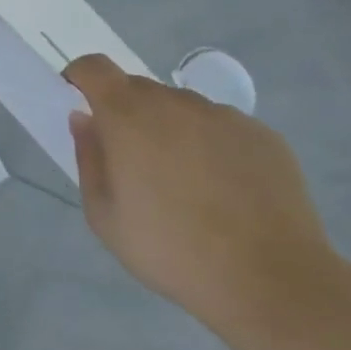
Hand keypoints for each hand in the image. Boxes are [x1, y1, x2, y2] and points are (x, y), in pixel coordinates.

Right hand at [62, 55, 335, 327]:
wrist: (271, 282)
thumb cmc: (171, 249)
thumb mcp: (104, 216)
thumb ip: (88, 159)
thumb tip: (85, 120)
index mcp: (128, 115)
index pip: (95, 67)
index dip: (81, 77)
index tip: (79, 102)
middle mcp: (175, 102)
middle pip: (139, 89)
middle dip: (127, 113)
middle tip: (134, 161)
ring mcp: (223, 116)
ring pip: (182, 109)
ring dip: (172, 130)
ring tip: (186, 183)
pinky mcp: (263, 136)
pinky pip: (223, 129)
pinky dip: (213, 147)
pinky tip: (225, 192)